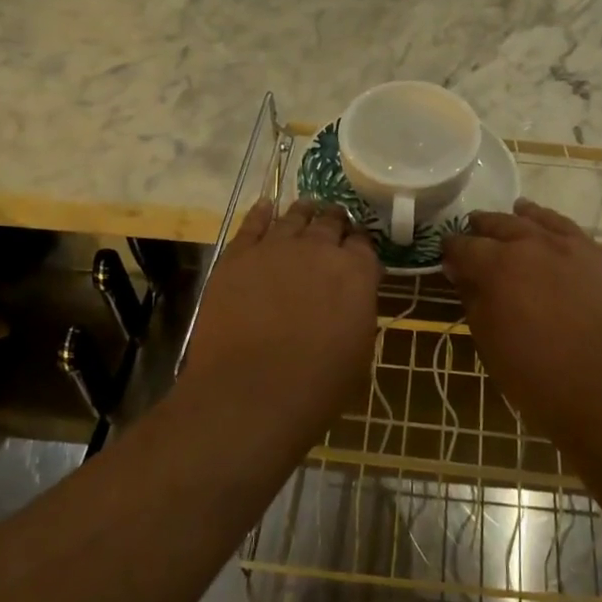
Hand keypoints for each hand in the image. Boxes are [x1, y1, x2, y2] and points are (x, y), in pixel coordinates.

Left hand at [180, 199, 380, 439]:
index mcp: (356, 272)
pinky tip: (266, 206)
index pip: (364, 243)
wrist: (250, 394)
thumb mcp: (359, 353)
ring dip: (304, 212)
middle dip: (335, 222)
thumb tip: (351, 301)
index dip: (360, 245)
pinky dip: (261, 212)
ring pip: (294, 216)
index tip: (357, 250)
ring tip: (306, 209)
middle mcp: (319, 248)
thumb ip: (358, 313)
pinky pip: (252, 224)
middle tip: (334, 225)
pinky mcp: (238, 256)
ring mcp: (276, 247)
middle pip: (330, 222)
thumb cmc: (316, 387)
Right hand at [442, 199, 601, 447]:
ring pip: (544, 220)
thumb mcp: (491, 345)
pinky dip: (560, 232)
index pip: (465, 245)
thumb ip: (474, 301)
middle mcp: (537, 244)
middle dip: (484, 226)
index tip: (447, 255)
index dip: (452, 249)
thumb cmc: (542, 380)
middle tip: (475, 228)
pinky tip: (560, 239)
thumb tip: (462, 274)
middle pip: (502, 223)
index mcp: (500, 265)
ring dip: (524, 217)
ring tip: (518, 212)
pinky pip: (578, 236)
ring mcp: (579, 248)